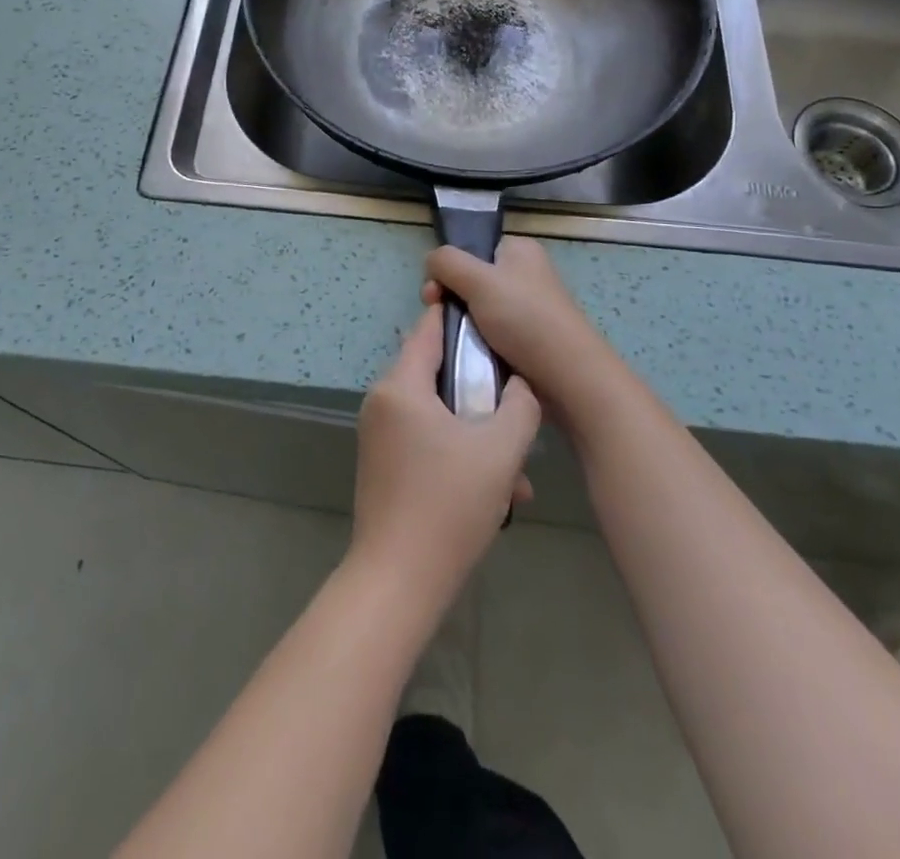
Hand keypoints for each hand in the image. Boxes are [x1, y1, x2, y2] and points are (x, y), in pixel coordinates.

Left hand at [349, 306, 540, 612]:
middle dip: (479, 390)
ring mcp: (379, 435)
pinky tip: (495, 492)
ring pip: (436, 414)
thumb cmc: (448, 505)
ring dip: (476, 432)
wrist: (398, 582)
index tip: (496, 320)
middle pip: (436, 373)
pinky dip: (457, 453)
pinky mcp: (382, 464)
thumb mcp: (500, 450)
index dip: (462, 318)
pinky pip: (425, 441)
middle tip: (516, 408)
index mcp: (401, 386)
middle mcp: (382, 402)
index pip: (429, 329)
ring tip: (515, 471)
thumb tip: (519, 382)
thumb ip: (520, 405)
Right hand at [423, 236, 635, 440]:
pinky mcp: (525, 338)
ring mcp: (525, 307)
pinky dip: (475, 342)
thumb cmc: (525, 318)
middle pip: (469, 279)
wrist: (568, 376)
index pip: (471, 248)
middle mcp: (523, 274)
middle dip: (449, 299)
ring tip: (450, 342)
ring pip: (476, 309)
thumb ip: (447, 262)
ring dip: (460, 324)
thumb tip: (430, 262)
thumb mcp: (479, 280)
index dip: (448, 268)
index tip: (434, 294)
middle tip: (438, 319)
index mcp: (519, 250)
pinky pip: (488, 333)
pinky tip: (467, 355)